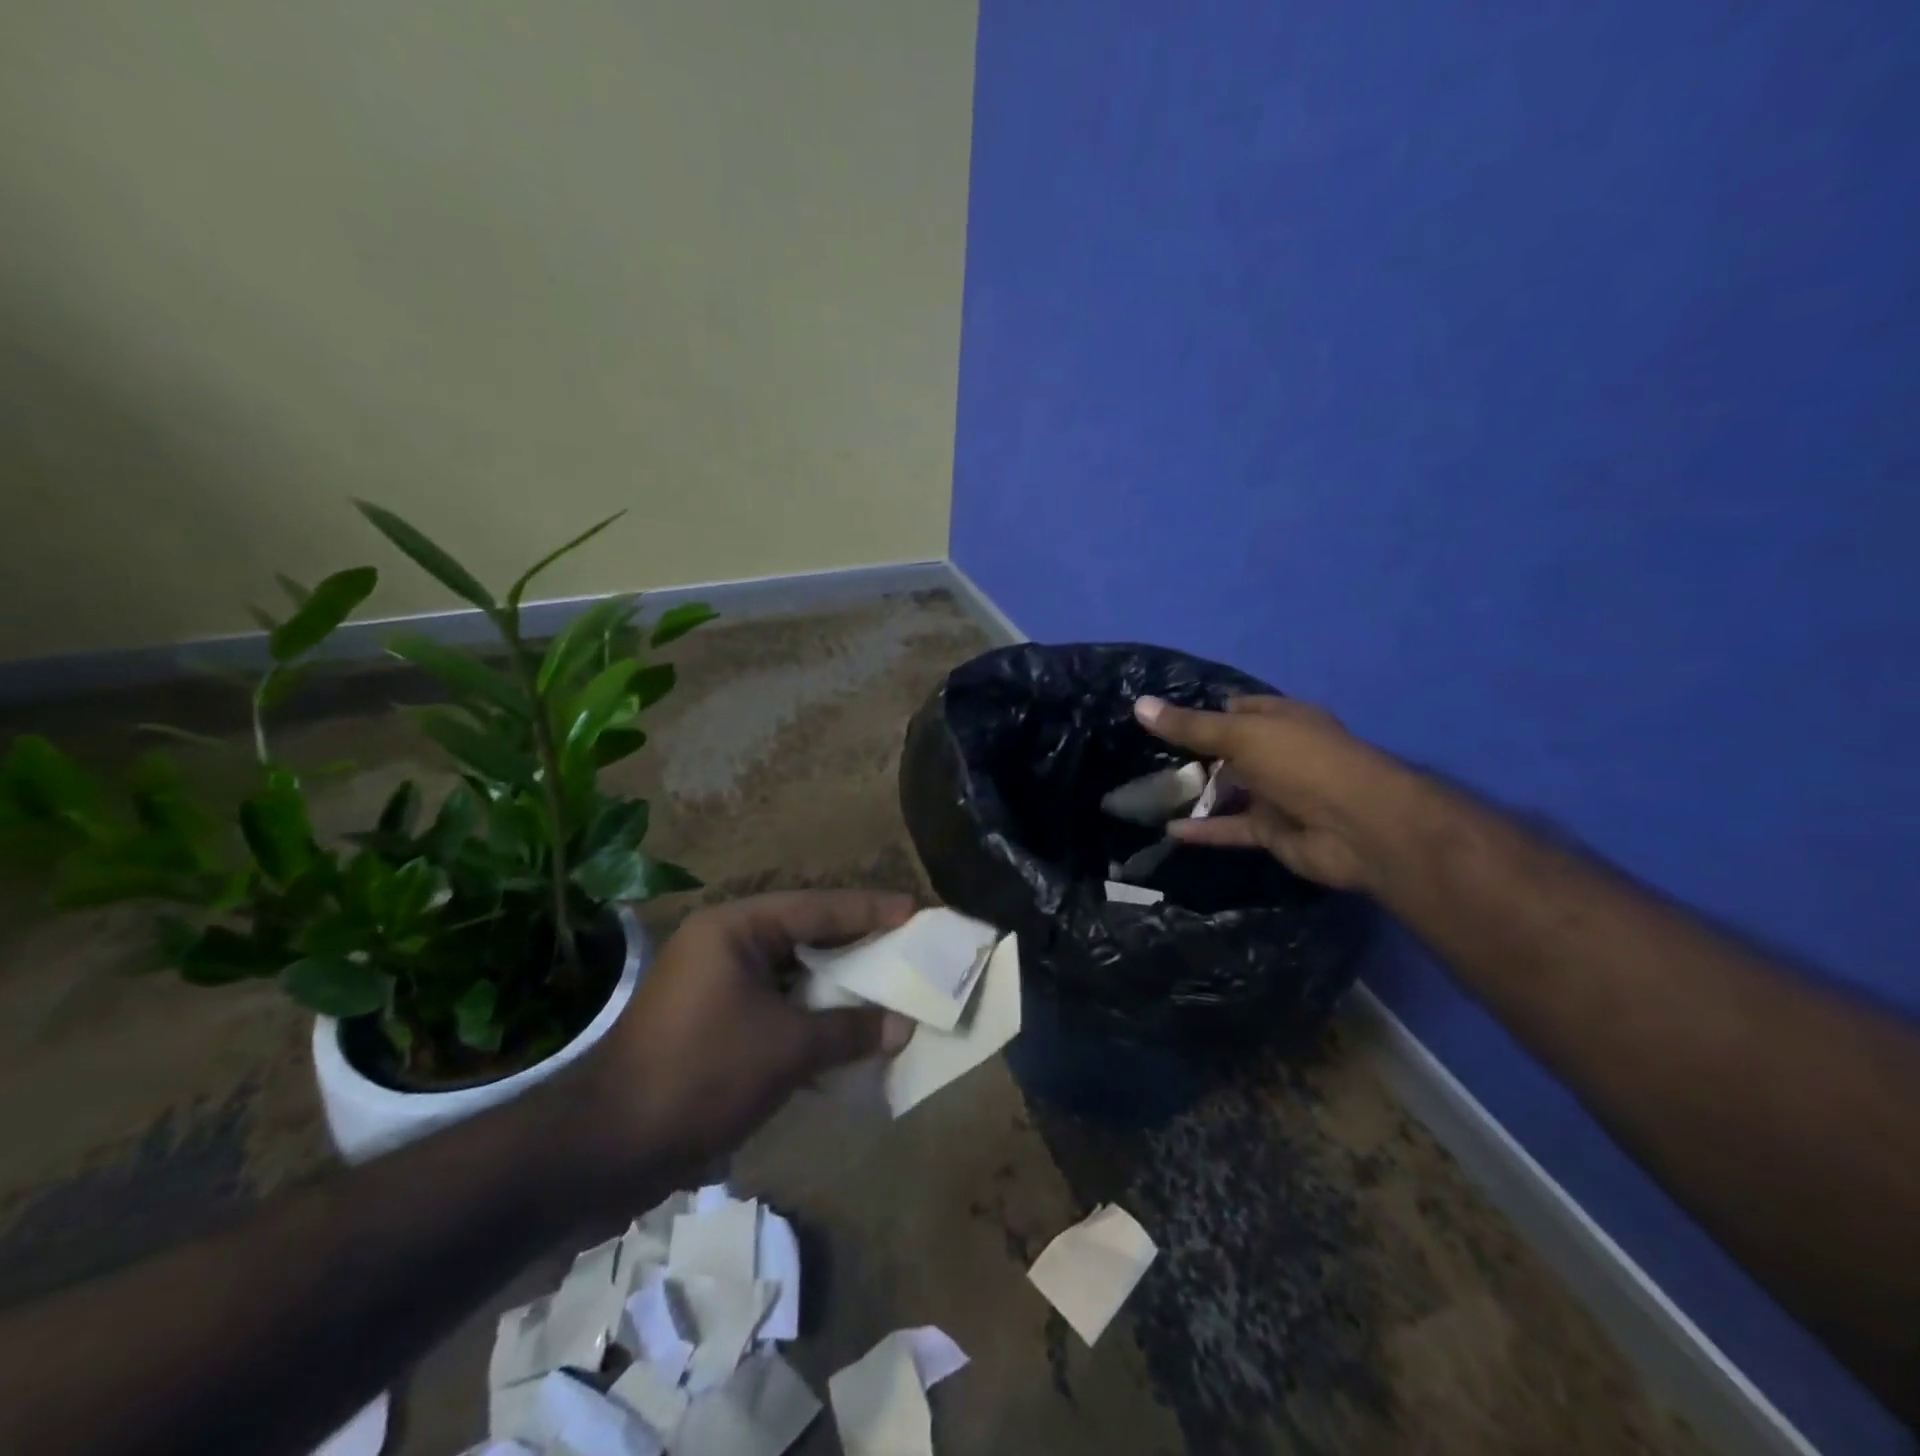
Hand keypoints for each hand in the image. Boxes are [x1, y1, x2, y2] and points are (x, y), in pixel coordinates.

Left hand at [571, 891, 916, 1195]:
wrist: (608, 1148)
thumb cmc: (702, 1075)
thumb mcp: (786, 1049)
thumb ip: (848, 1030)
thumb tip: (902, 1026)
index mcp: (735, 929)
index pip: (816, 908)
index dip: (869, 910)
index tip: (915, 910)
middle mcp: (724, 945)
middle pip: (805, 936)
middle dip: (856, 945)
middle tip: (907, 944)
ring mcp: (715, 984)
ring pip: (791, 973)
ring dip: (835, 985)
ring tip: (886, 984)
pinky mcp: (713, 1021)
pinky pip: (775, 1004)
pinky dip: (809, 1014)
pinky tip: (846, 1029)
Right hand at [1134, 694, 1396, 890]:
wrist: (1360, 827)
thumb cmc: (1302, 763)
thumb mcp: (1241, 735)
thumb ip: (1190, 726)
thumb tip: (1139, 704)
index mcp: (1281, 720)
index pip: (1237, 708)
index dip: (1203, 711)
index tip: (1161, 717)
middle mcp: (1279, 754)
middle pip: (1229, 751)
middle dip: (1192, 755)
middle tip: (1144, 758)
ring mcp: (1277, 794)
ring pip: (1229, 791)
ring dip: (1196, 794)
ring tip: (1148, 794)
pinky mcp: (1273, 831)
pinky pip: (1232, 828)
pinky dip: (1204, 830)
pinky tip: (1169, 830)